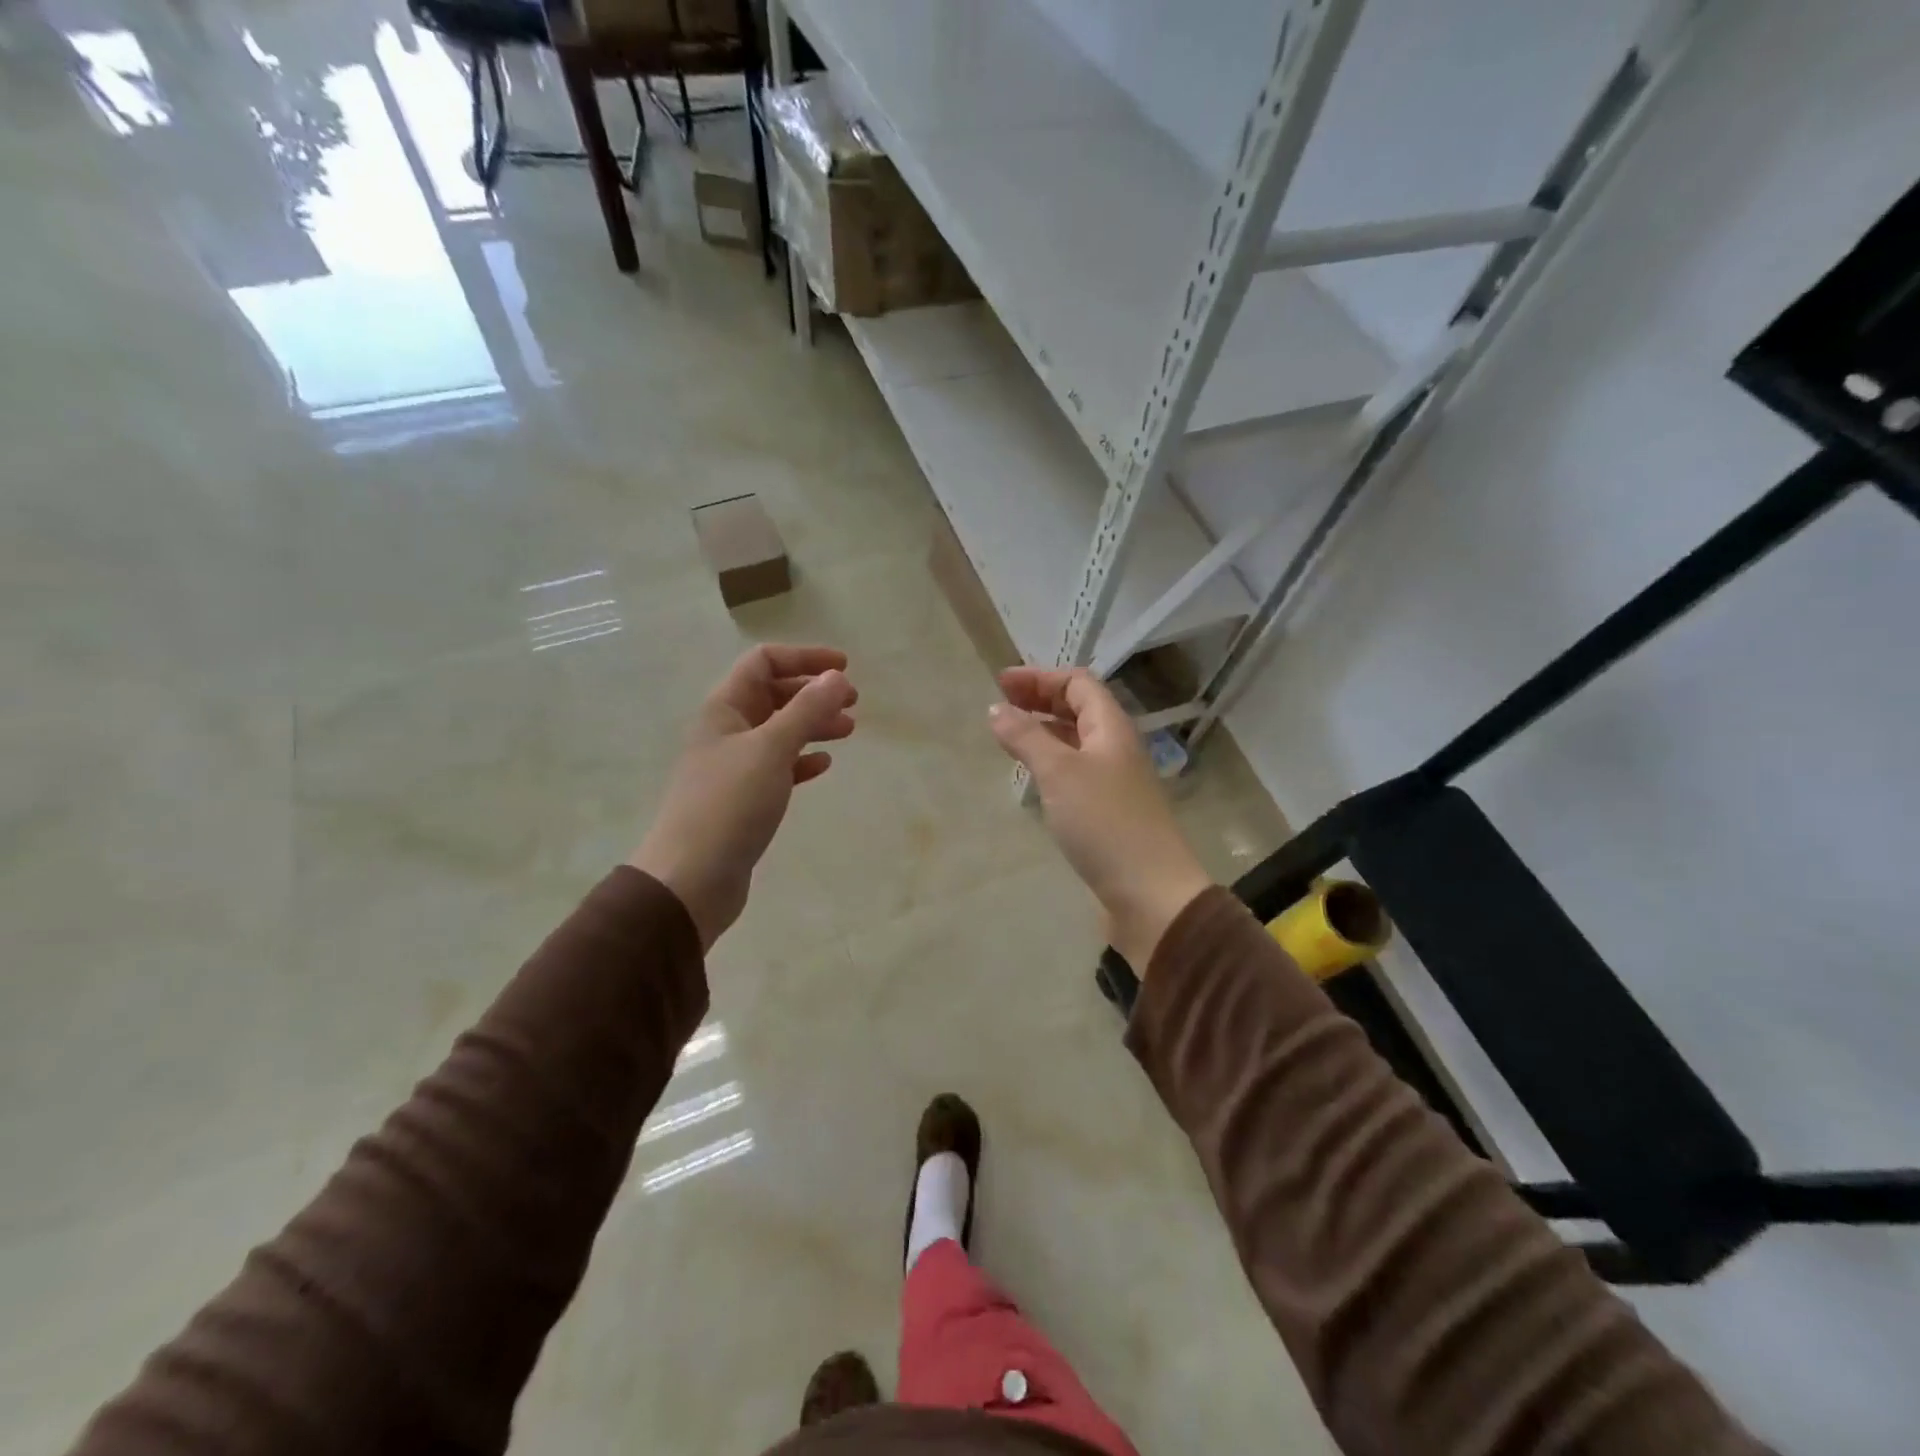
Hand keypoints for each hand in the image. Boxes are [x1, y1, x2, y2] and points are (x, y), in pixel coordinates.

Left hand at [630, 645, 856, 949]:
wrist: (691, 878)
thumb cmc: (729, 804)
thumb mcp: (771, 749)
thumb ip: (806, 710)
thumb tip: (836, 677)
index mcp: (724, 708)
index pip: (763, 662)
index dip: (804, 658)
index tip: (845, 668)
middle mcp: (726, 730)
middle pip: (773, 695)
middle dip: (813, 693)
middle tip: (854, 702)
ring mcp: (733, 766)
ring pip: (779, 731)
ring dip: (813, 725)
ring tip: (848, 731)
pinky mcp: (743, 799)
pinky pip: (777, 767)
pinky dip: (801, 760)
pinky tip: (823, 765)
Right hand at [989, 667, 1211, 972]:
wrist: (1150, 892)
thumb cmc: (1104, 822)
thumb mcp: (1059, 772)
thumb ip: (1026, 737)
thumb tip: (996, 710)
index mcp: (1111, 727)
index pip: (1078, 684)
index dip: (1040, 677)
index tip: (1001, 683)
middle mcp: (1116, 747)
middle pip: (1079, 709)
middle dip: (1040, 700)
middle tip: (1001, 704)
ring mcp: (1115, 781)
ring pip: (1076, 741)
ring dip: (1044, 731)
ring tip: (1010, 736)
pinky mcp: (1109, 812)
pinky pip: (1076, 772)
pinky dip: (1051, 762)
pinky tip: (1034, 777)